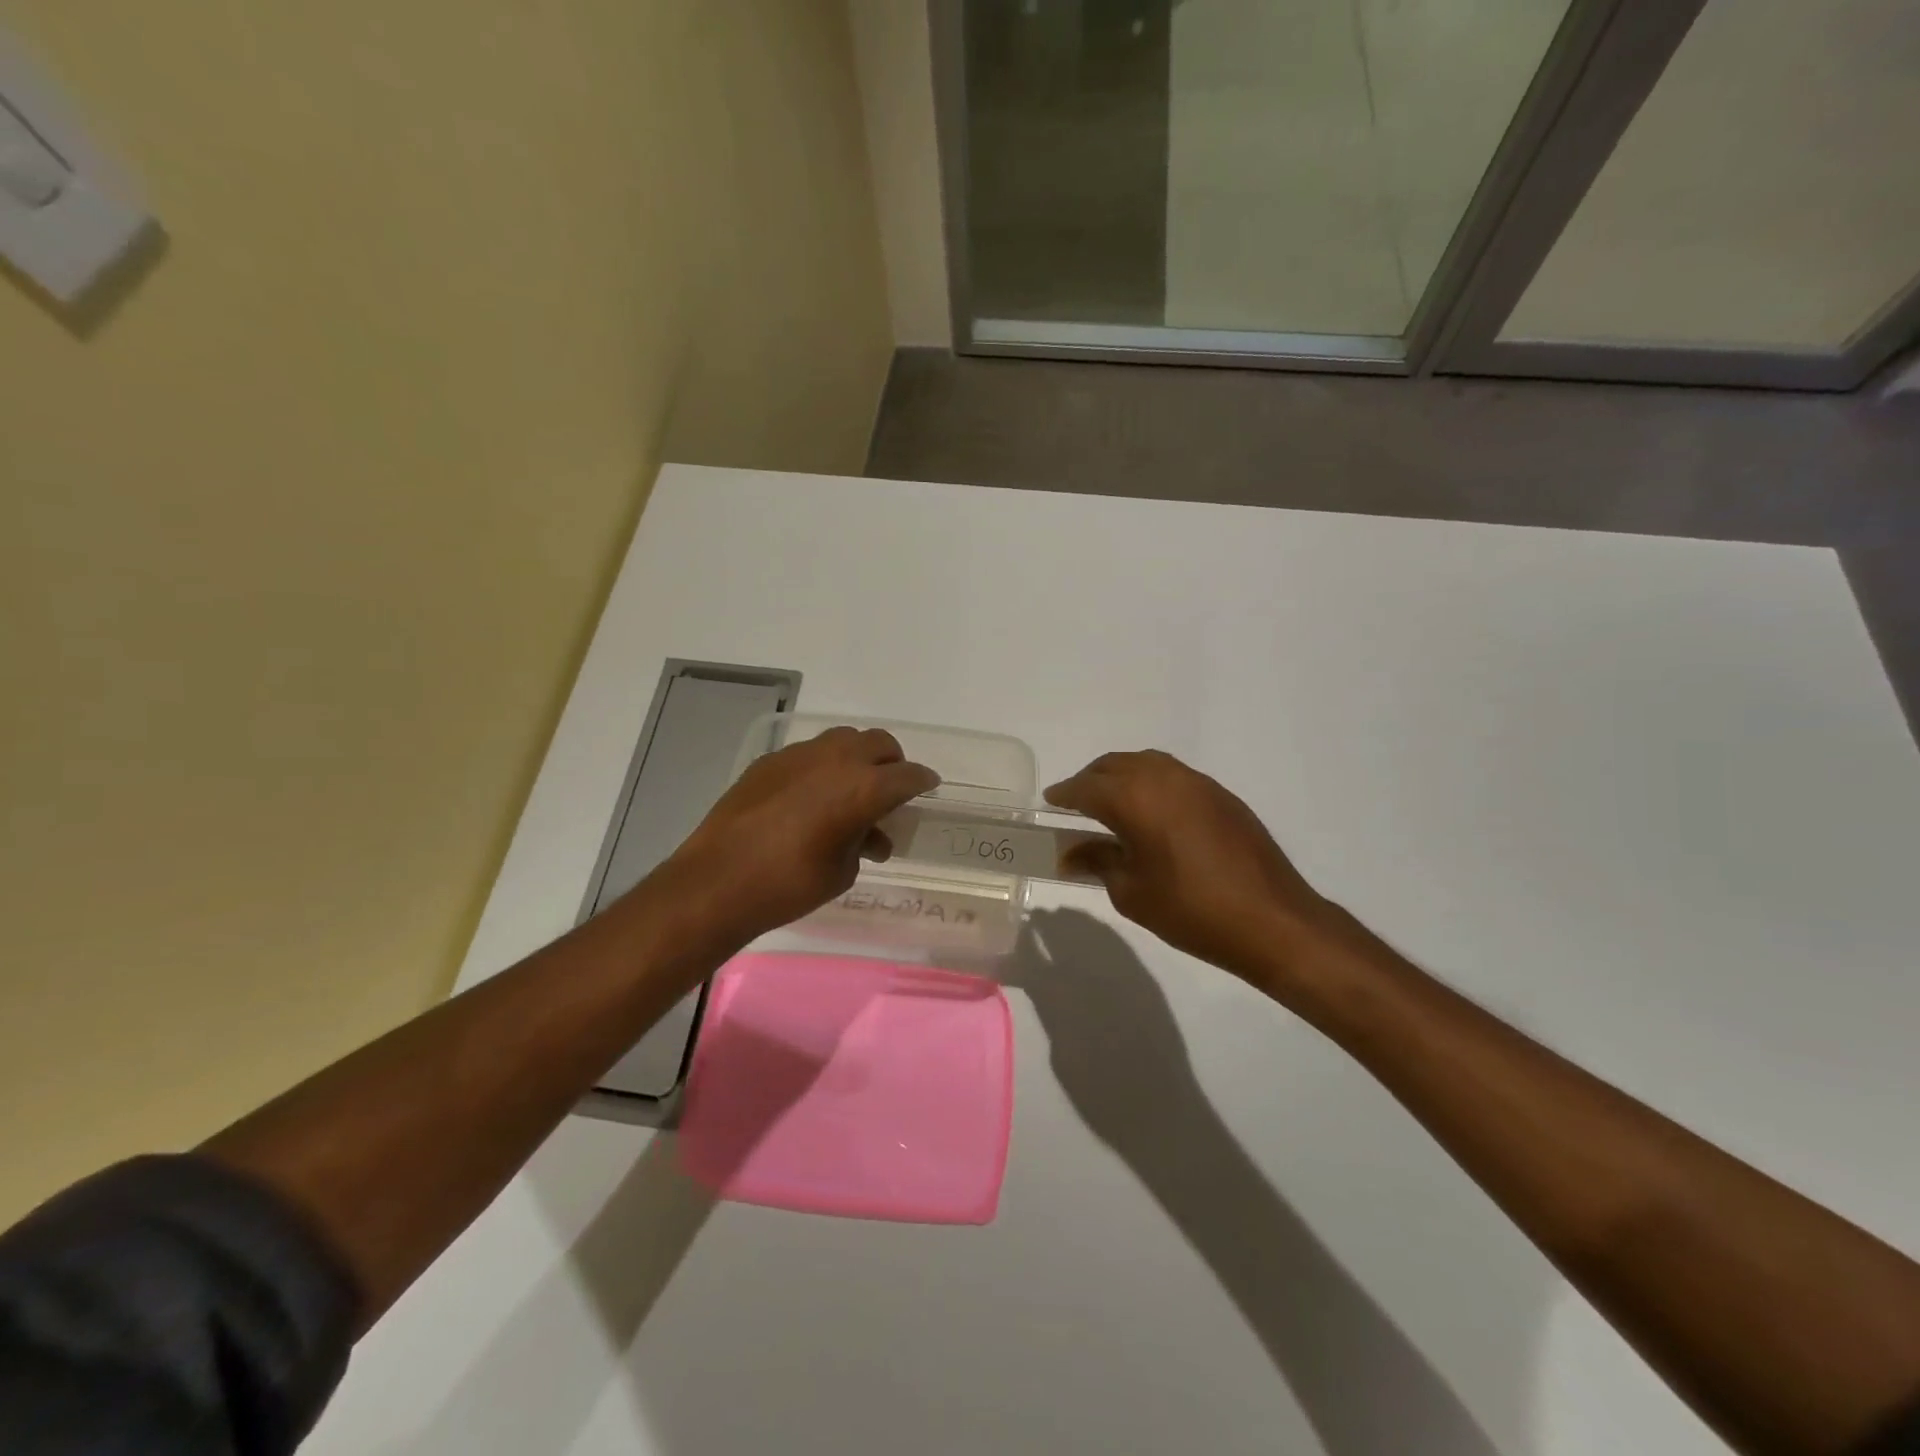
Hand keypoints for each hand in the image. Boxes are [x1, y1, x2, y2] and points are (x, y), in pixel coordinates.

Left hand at [655, 726, 939, 949]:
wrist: (717, 882)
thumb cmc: (790, 885)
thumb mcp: (842, 870)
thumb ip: (863, 843)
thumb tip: (869, 836)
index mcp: (863, 787)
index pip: (907, 776)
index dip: (922, 781)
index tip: (928, 786)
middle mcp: (836, 760)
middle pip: (879, 743)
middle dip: (892, 762)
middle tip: (891, 787)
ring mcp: (799, 755)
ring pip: (843, 740)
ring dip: (857, 758)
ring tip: (851, 789)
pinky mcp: (769, 761)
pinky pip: (809, 753)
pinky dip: (822, 767)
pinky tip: (811, 797)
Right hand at [1044, 750, 1332, 983]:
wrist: (1271, 920)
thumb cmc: (1190, 910)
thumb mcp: (1131, 892)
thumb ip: (1098, 862)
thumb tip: (1071, 853)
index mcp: (1134, 798)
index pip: (1086, 787)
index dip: (1064, 794)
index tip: (1050, 801)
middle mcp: (1163, 778)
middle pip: (1115, 765)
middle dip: (1091, 779)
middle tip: (1076, 802)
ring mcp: (1197, 782)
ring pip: (1147, 764)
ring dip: (1122, 776)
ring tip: (1112, 803)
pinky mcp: (1221, 795)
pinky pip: (1174, 776)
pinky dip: (1152, 784)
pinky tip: (1153, 812)